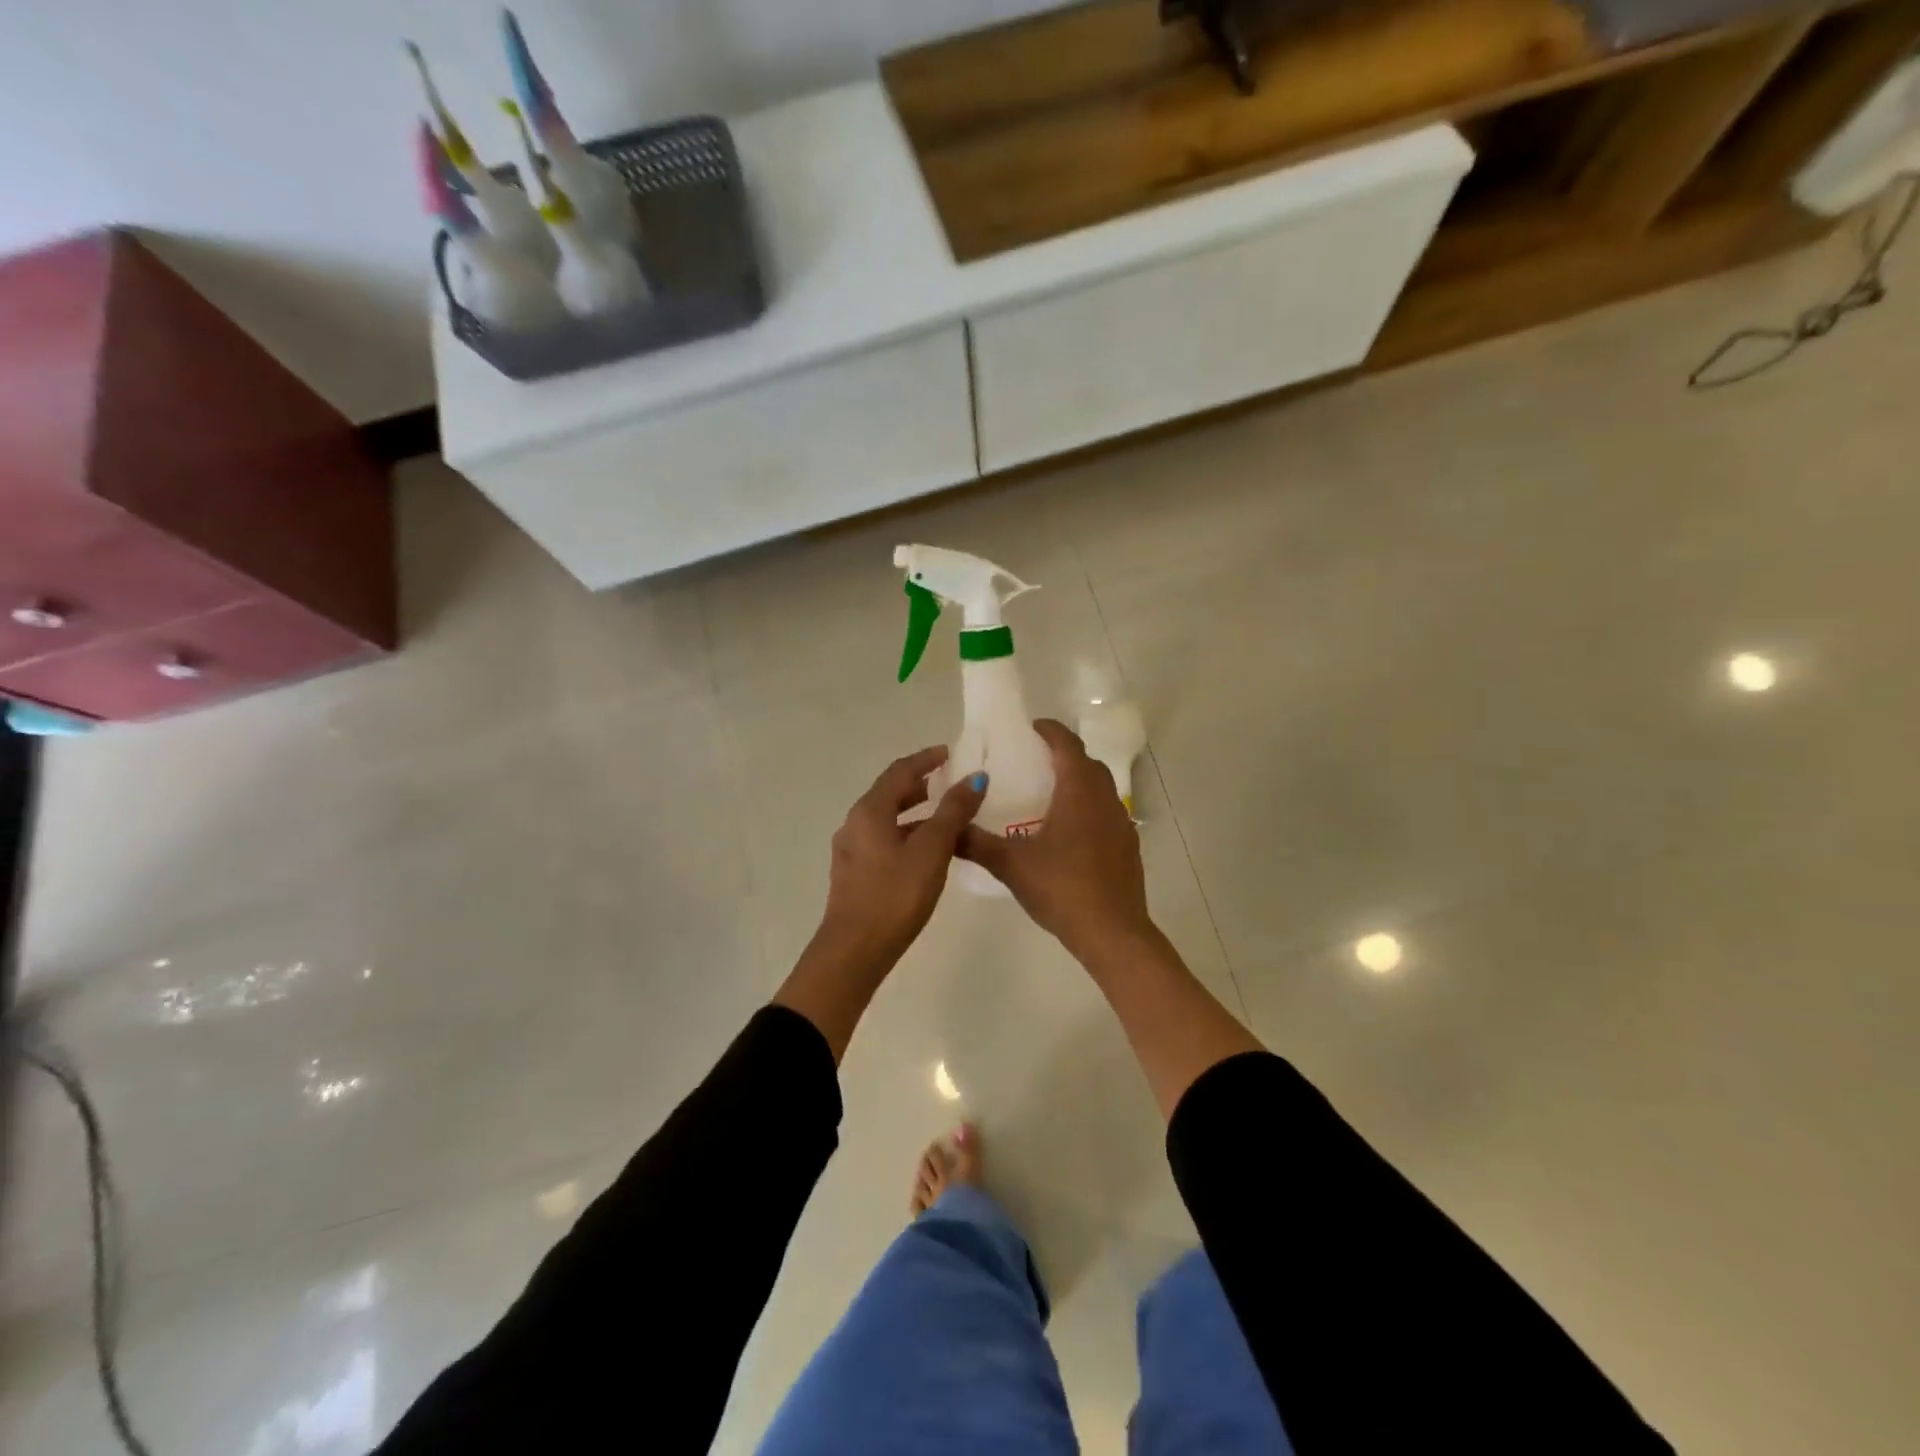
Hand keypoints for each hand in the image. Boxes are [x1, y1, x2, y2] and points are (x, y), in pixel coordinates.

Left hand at [811, 745, 987, 975]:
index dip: (925, 759)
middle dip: (920, 785)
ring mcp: (851, 851)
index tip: (949, 753)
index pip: (899, 771)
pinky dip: (907, 835)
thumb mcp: (931, 850)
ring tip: (946, 819)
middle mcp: (854, 824)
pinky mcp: (854, 875)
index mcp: (870, 811)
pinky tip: (927, 853)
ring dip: (915, 814)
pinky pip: (883, 841)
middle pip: (890, 794)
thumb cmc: (895, 895)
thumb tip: (975, 778)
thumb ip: (953, 812)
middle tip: (950, 784)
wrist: (854, 951)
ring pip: (887, 820)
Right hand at [959, 720, 1154, 965]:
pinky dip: (1089, 808)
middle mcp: (1105, 799)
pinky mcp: (1128, 847)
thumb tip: (947, 828)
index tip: (1032, 727)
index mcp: (1078, 792)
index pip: (1068, 746)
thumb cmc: (1062, 888)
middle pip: (1087, 764)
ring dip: (1079, 782)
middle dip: (1064, 755)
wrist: (1112, 933)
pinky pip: (1107, 813)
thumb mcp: (1011, 865)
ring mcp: (1121, 823)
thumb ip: (975, 843)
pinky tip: (1069, 833)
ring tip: (1049, 794)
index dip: (1051, 731)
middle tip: (1035, 760)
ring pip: (1101, 789)